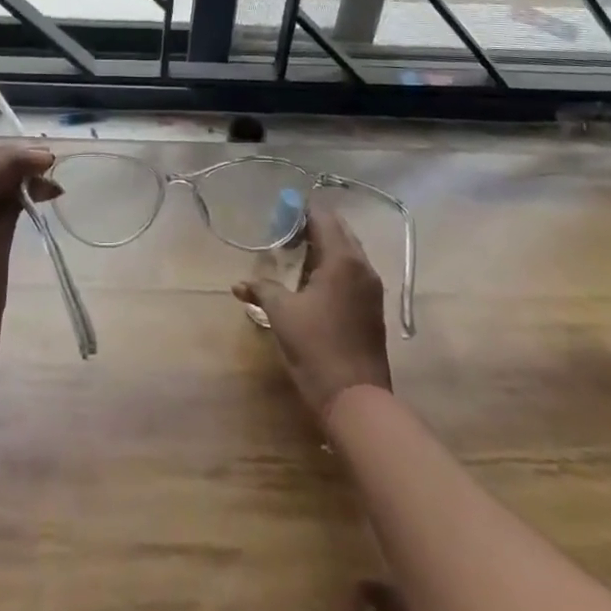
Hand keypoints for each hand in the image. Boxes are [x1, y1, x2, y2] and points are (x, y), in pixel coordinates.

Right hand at [234, 207, 392, 419]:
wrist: (357, 400)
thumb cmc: (317, 348)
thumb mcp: (282, 315)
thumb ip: (261, 290)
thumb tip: (238, 285)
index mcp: (342, 259)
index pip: (323, 217)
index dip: (300, 210)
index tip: (278, 211)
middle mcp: (362, 266)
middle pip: (338, 230)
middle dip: (312, 225)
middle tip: (283, 229)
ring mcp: (371, 287)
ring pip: (347, 250)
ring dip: (323, 245)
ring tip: (294, 251)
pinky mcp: (372, 306)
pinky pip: (352, 269)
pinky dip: (333, 264)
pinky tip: (311, 278)